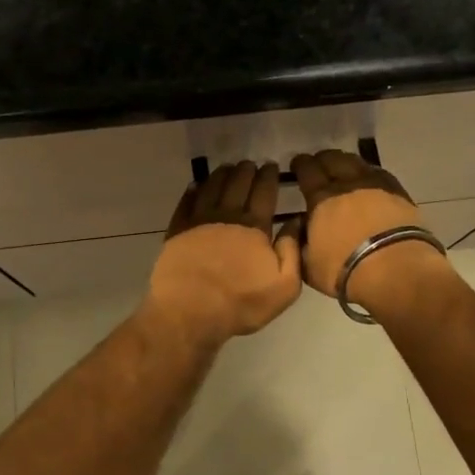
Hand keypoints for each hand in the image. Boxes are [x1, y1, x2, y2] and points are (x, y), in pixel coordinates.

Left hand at [146, 162, 302, 344]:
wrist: (190, 311)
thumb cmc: (241, 303)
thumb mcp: (283, 287)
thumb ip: (292, 252)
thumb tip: (296, 221)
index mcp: (254, 227)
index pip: (264, 193)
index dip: (268, 177)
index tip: (271, 165)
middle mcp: (227, 216)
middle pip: (238, 185)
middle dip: (246, 171)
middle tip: (250, 163)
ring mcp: (199, 221)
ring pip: (212, 188)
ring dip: (221, 175)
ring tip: (228, 167)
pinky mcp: (177, 231)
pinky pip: (186, 203)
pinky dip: (192, 190)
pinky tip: (195, 185)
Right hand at [291, 149, 455, 316]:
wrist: (395, 270)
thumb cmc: (345, 270)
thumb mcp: (308, 265)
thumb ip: (298, 242)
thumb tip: (299, 225)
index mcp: (321, 198)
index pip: (307, 170)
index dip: (300, 164)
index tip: (297, 164)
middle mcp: (347, 184)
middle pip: (332, 159)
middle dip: (322, 159)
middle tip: (318, 164)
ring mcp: (375, 185)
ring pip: (356, 162)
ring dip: (345, 161)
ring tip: (342, 167)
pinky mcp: (398, 192)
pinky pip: (379, 172)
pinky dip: (369, 171)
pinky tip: (368, 177)